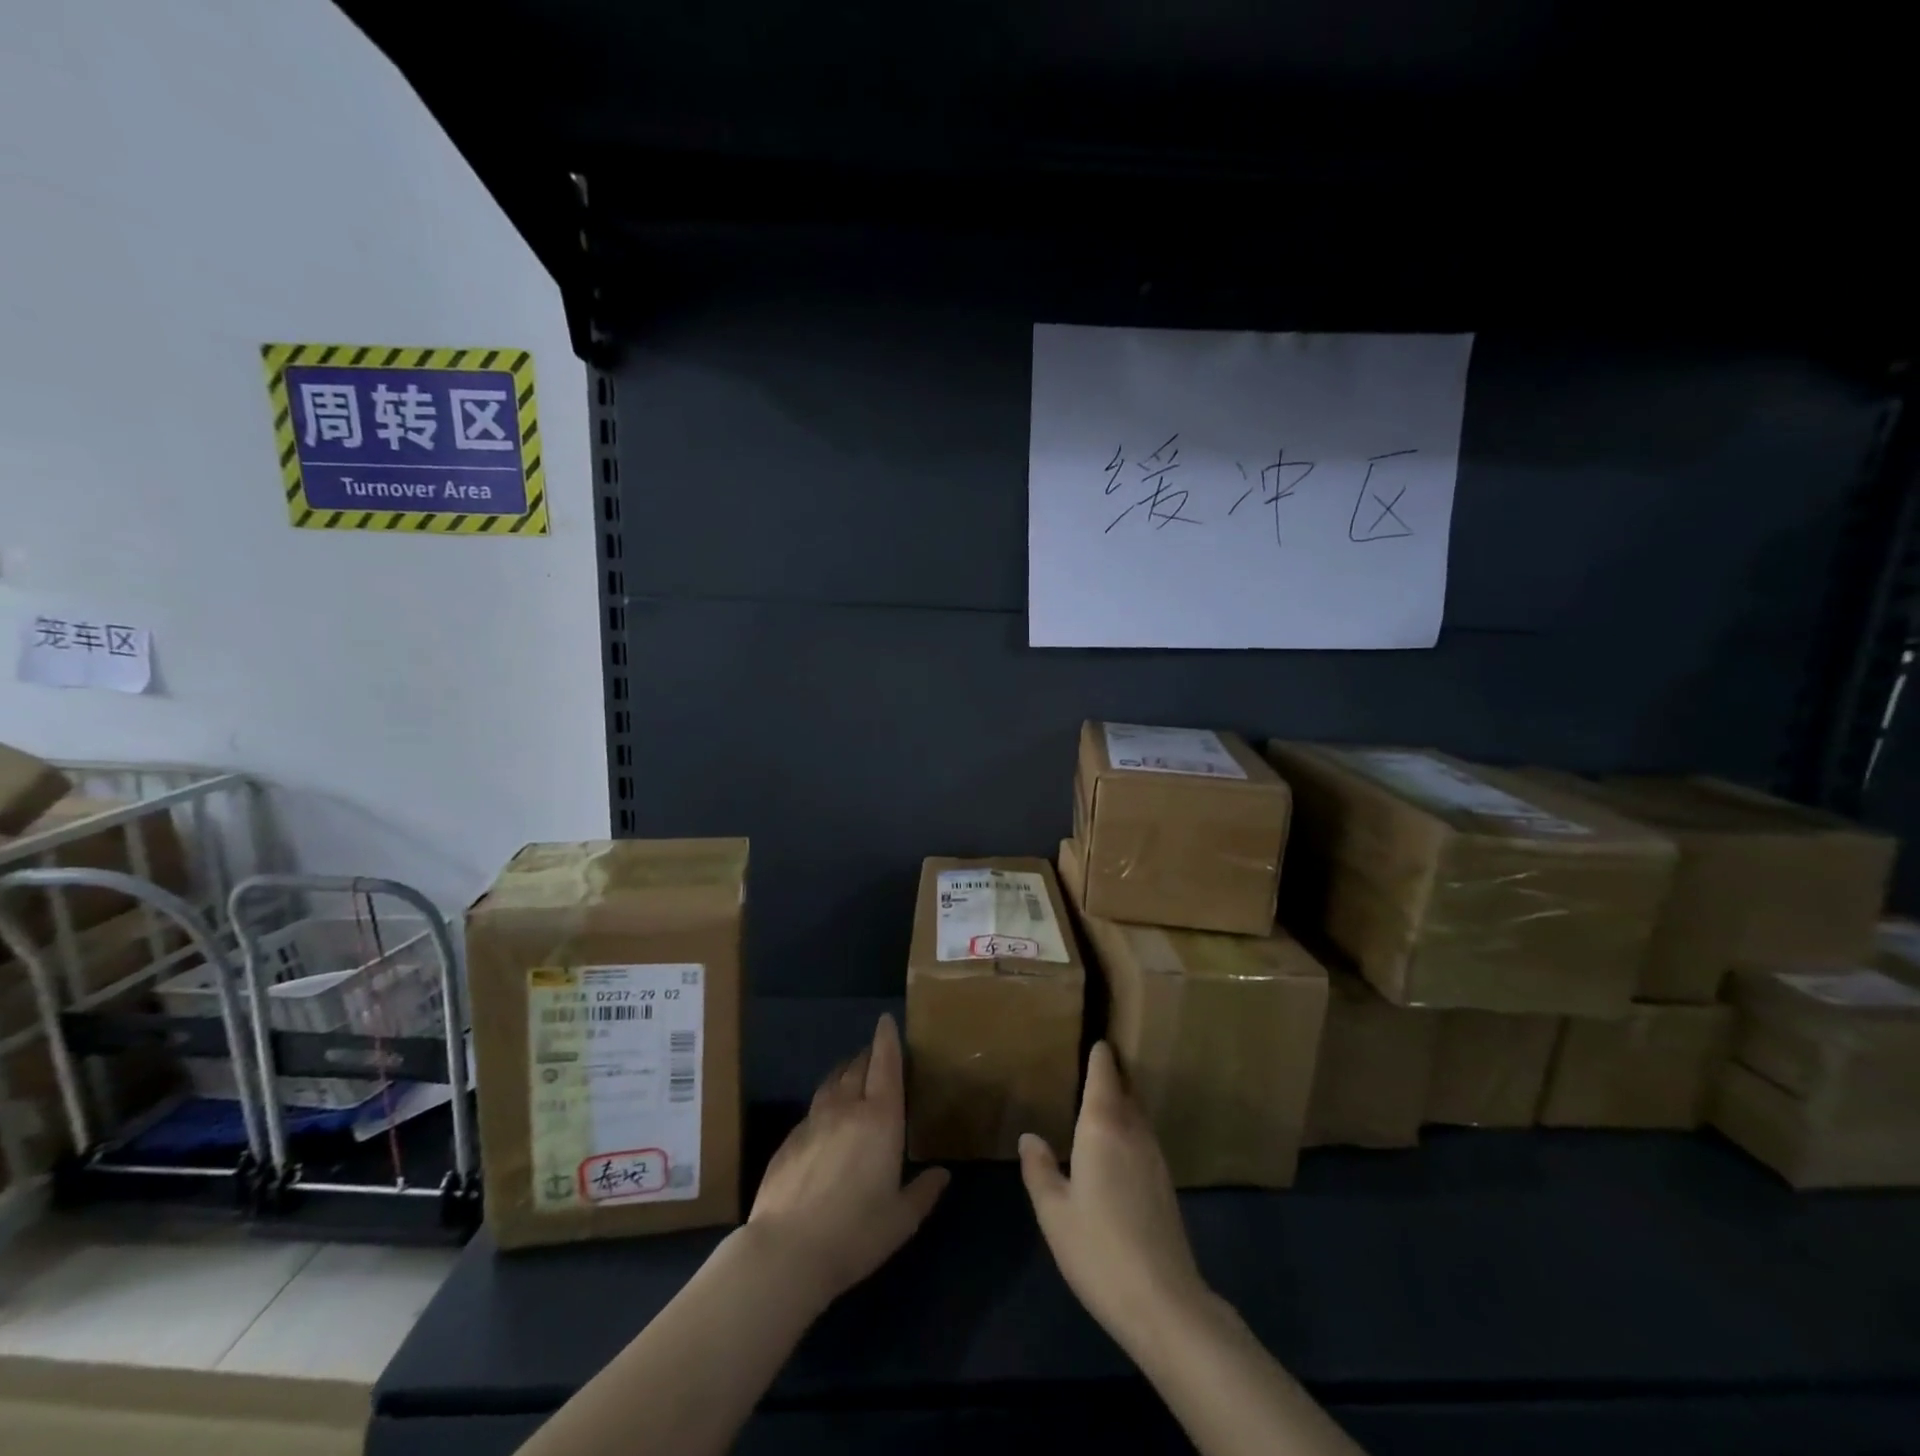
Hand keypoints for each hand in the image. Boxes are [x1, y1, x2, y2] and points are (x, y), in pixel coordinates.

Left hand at [747, 1013, 949, 1309]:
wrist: (787, 1251)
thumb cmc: (855, 1233)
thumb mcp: (901, 1220)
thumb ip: (923, 1192)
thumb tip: (942, 1174)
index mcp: (880, 1119)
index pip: (885, 1065)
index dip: (887, 1040)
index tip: (886, 1020)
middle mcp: (846, 1109)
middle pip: (857, 1067)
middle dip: (868, 1055)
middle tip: (875, 1053)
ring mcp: (813, 1121)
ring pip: (832, 1083)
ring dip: (844, 1073)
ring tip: (851, 1075)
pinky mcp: (789, 1140)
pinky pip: (813, 1109)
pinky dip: (825, 1103)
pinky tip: (825, 1121)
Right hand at [1019, 1041, 1211, 1347]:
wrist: (1163, 1302)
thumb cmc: (1098, 1249)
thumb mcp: (1054, 1212)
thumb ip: (1039, 1169)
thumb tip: (1029, 1136)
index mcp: (1103, 1127)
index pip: (1104, 1076)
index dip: (1100, 1055)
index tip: (1095, 1038)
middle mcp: (1133, 1132)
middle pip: (1126, 1089)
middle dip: (1113, 1072)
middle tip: (1096, 1059)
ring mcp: (1154, 1157)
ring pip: (1138, 1113)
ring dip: (1124, 1098)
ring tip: (1103, 1096)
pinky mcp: (1165, 1183)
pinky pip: (1144, 1136)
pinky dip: (1130, 1125)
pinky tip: (1118, 1143)